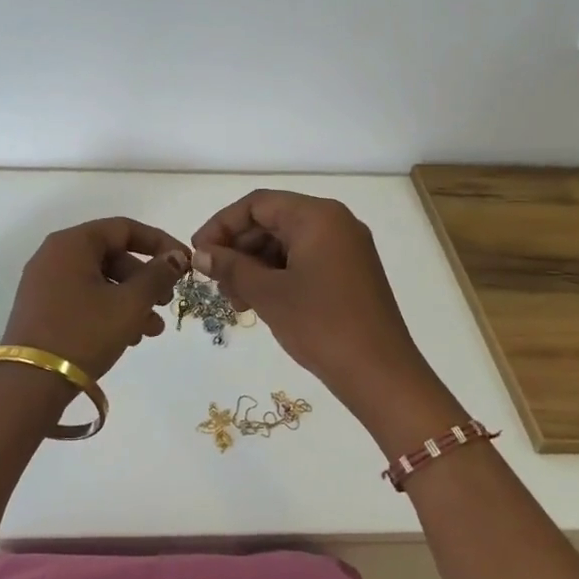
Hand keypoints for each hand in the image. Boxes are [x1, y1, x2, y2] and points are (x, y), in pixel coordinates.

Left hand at [2, 218, 190, 379]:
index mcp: (72, 243)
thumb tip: (175, 257)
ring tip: (151, 331)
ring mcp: (45, 283)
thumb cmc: (83, 334)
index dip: (159, 242)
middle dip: (145, 279)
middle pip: (112, 255)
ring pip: (100, 280)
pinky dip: (109, 310)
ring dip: (131, 300)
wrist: (29, 384)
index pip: (124, 228)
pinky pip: (84, 298)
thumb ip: (157, 276)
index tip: (184, 263)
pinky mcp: (42, 308)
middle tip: (166, 302)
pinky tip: (128, 337)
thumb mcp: (129, 304)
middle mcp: (54, 255)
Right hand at [191, 191, 435, 414]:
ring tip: (235, 300)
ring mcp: (346, 248)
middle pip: (272, 221)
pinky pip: (304, 260)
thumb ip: (230, 267)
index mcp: (318, 216)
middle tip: (215, 282)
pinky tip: (259, 302)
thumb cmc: (321, 324)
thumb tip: (200, 253)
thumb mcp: (268, 294)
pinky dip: (277, 276)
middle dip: (238, 249)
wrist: (380, 374)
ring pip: (286, 243)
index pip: (257, 204)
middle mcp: (335, 222)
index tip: (198, 253)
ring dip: (255, 266)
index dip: (221, 225)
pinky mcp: (350, 272)